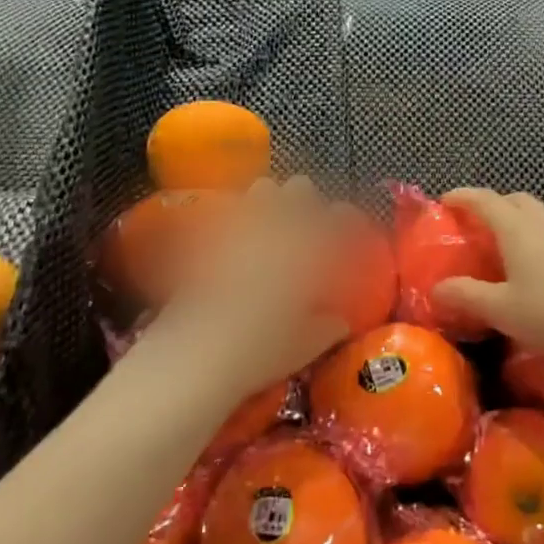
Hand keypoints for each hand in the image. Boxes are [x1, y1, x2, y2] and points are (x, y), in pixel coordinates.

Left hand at [145, 176, 348, 394]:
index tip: (349, 231)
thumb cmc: (259, 351)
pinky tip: (240, 244)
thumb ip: (326, 328)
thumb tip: (339, 321)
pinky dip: (241, 223)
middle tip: (309, 226)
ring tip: (273, 227)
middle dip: (308, 202)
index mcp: (310, 251)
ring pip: (264, 190)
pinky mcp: (210, 238)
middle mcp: (279, 229)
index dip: (348, 219)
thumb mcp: (304, 347)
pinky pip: (232, 216)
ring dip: (273, 203)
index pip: (340, 216)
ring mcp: (243, 228)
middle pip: (301, 189)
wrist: (194, 353)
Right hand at [433, 187, 543, 366]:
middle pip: (516, 200)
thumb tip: (436, 289)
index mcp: (517, 229)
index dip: (463, 196)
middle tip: (478, 224)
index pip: (485, 200)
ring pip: (541, 215)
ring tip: (510, 246)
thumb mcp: (501, 310)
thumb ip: (467, 296)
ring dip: (521, 221)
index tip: (445, 200)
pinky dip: (542, 239)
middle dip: (494, 205)